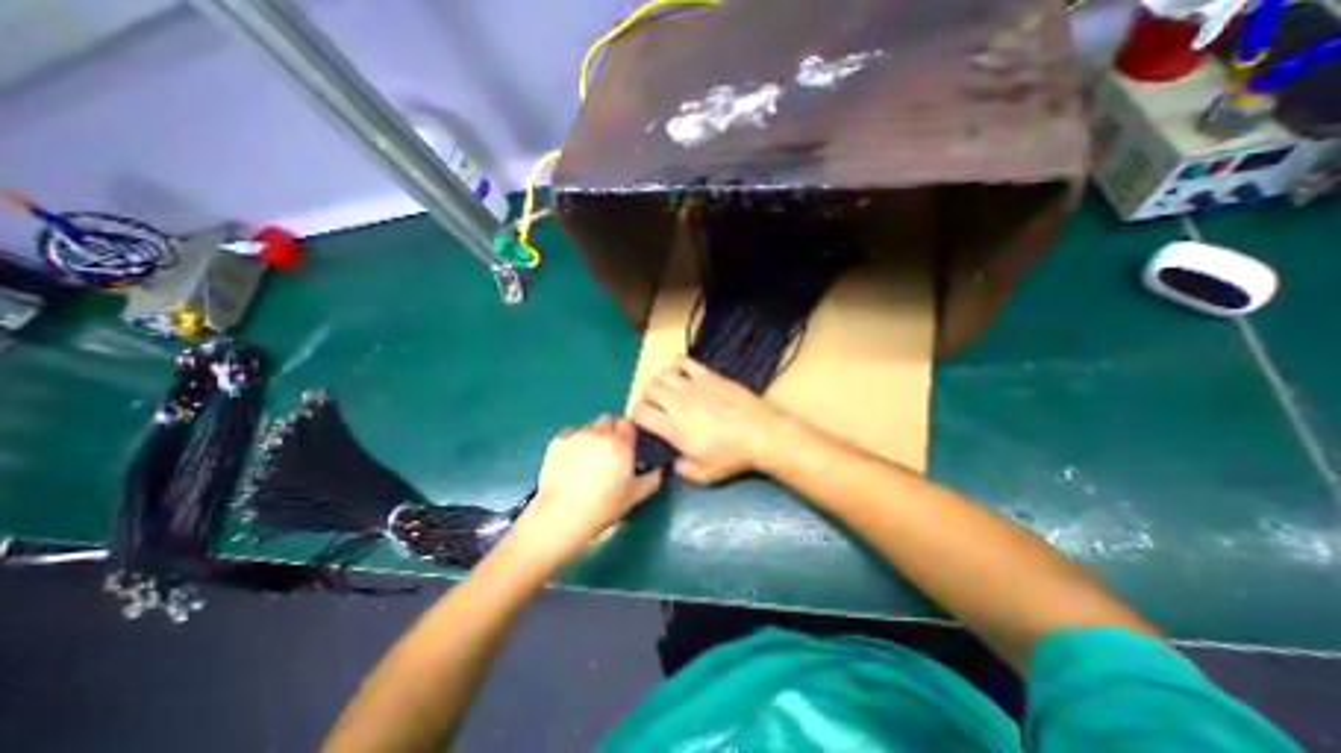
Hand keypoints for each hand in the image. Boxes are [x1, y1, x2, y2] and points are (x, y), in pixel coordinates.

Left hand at [512, 418, 661, 564]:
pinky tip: (571, 461)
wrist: (563, 515)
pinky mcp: (557, 442)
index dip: (627, 433)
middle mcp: (600, 433)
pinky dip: (573, 443)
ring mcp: (577, 436)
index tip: (626, 445)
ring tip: (587, 457)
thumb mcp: (635, 496)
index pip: (627, 423)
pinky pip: (570, 435)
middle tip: (608, 452)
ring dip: (592, 436)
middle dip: (610, 432)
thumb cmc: (604, 506)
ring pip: (589, 427)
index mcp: (621, 443)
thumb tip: (659, 470)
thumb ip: (652, 479)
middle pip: (608, 420)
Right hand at [634, 356, 787, 483]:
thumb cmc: (731, 456)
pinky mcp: (708, 375)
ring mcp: (693, 385)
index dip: (636, 416)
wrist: (761, 433)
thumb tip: (671, 461)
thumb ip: (679, 469)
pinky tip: (681, 375)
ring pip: (663, 374)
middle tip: (656, 406)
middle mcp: (678, 402)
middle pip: (649, 389)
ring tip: (668, 391)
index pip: (641, 413)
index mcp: (673, 427)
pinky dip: (677, 366)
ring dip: (660, 382)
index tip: (643, 422)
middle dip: (647, 397)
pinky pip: (684, 361)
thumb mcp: (702, 474)